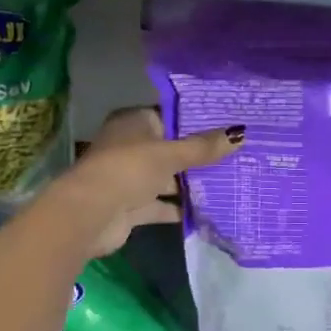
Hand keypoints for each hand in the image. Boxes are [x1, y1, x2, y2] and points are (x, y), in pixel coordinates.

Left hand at [61, 106, 240, 257]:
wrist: (90, 215)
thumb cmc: (128, 169)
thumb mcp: (170, 154)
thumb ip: (203, 147)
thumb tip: (241, 133)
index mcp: (134, 122)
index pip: (170, 116)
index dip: (196, 121)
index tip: (227, 125)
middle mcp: (131, 146)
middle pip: (170, 148)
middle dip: (198, 155)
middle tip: (236, 154)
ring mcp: (130, 177)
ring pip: (167, 177)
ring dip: (190, 183)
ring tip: (229, 181)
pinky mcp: (132, 206)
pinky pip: (162, 204)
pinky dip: (180, 208)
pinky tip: (209, 210)